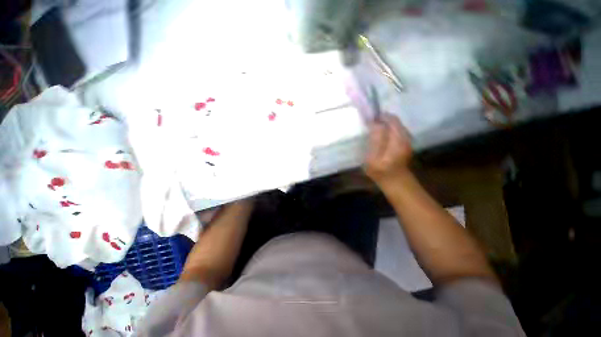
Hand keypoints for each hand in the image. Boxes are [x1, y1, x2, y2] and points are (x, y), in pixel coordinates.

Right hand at [365, 113, 412, 185]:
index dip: (379, 117)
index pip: (390, 119)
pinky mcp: (405, 142)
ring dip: (383, 124)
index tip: (368, 120)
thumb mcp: (373, 159)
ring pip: (395, 125)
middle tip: (368, 125)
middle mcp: (405, 136)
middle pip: (393, 120)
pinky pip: (395, 130)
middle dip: (381, 119)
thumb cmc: (381, 172)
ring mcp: (407, 139)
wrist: (396, 182)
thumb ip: (375, 140)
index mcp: (398, 140)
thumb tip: (375, 123)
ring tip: (372, 130)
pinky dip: (387, 130)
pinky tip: (379, 137)